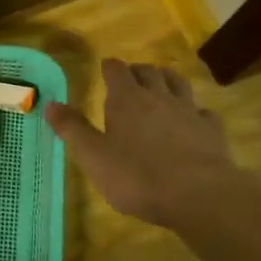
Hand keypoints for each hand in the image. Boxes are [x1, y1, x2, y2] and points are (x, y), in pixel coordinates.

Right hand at [44, 58, 237, 228]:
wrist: (197, 194)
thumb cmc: (137, 177)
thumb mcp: (93, 156)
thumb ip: (72, 129)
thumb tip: (49, 103)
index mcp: (126, 100)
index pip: (117, 71)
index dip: (110, 67)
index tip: (105, 66)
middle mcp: (159, 97)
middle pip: (149, 72)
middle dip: (138, 71)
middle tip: (131, 76)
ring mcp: (188, 112)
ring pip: (178, 84)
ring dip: (167, 80)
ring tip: (162, 83)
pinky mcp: (211, 130)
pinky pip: (203, 112)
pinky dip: (195, 111)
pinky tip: (194, 119)